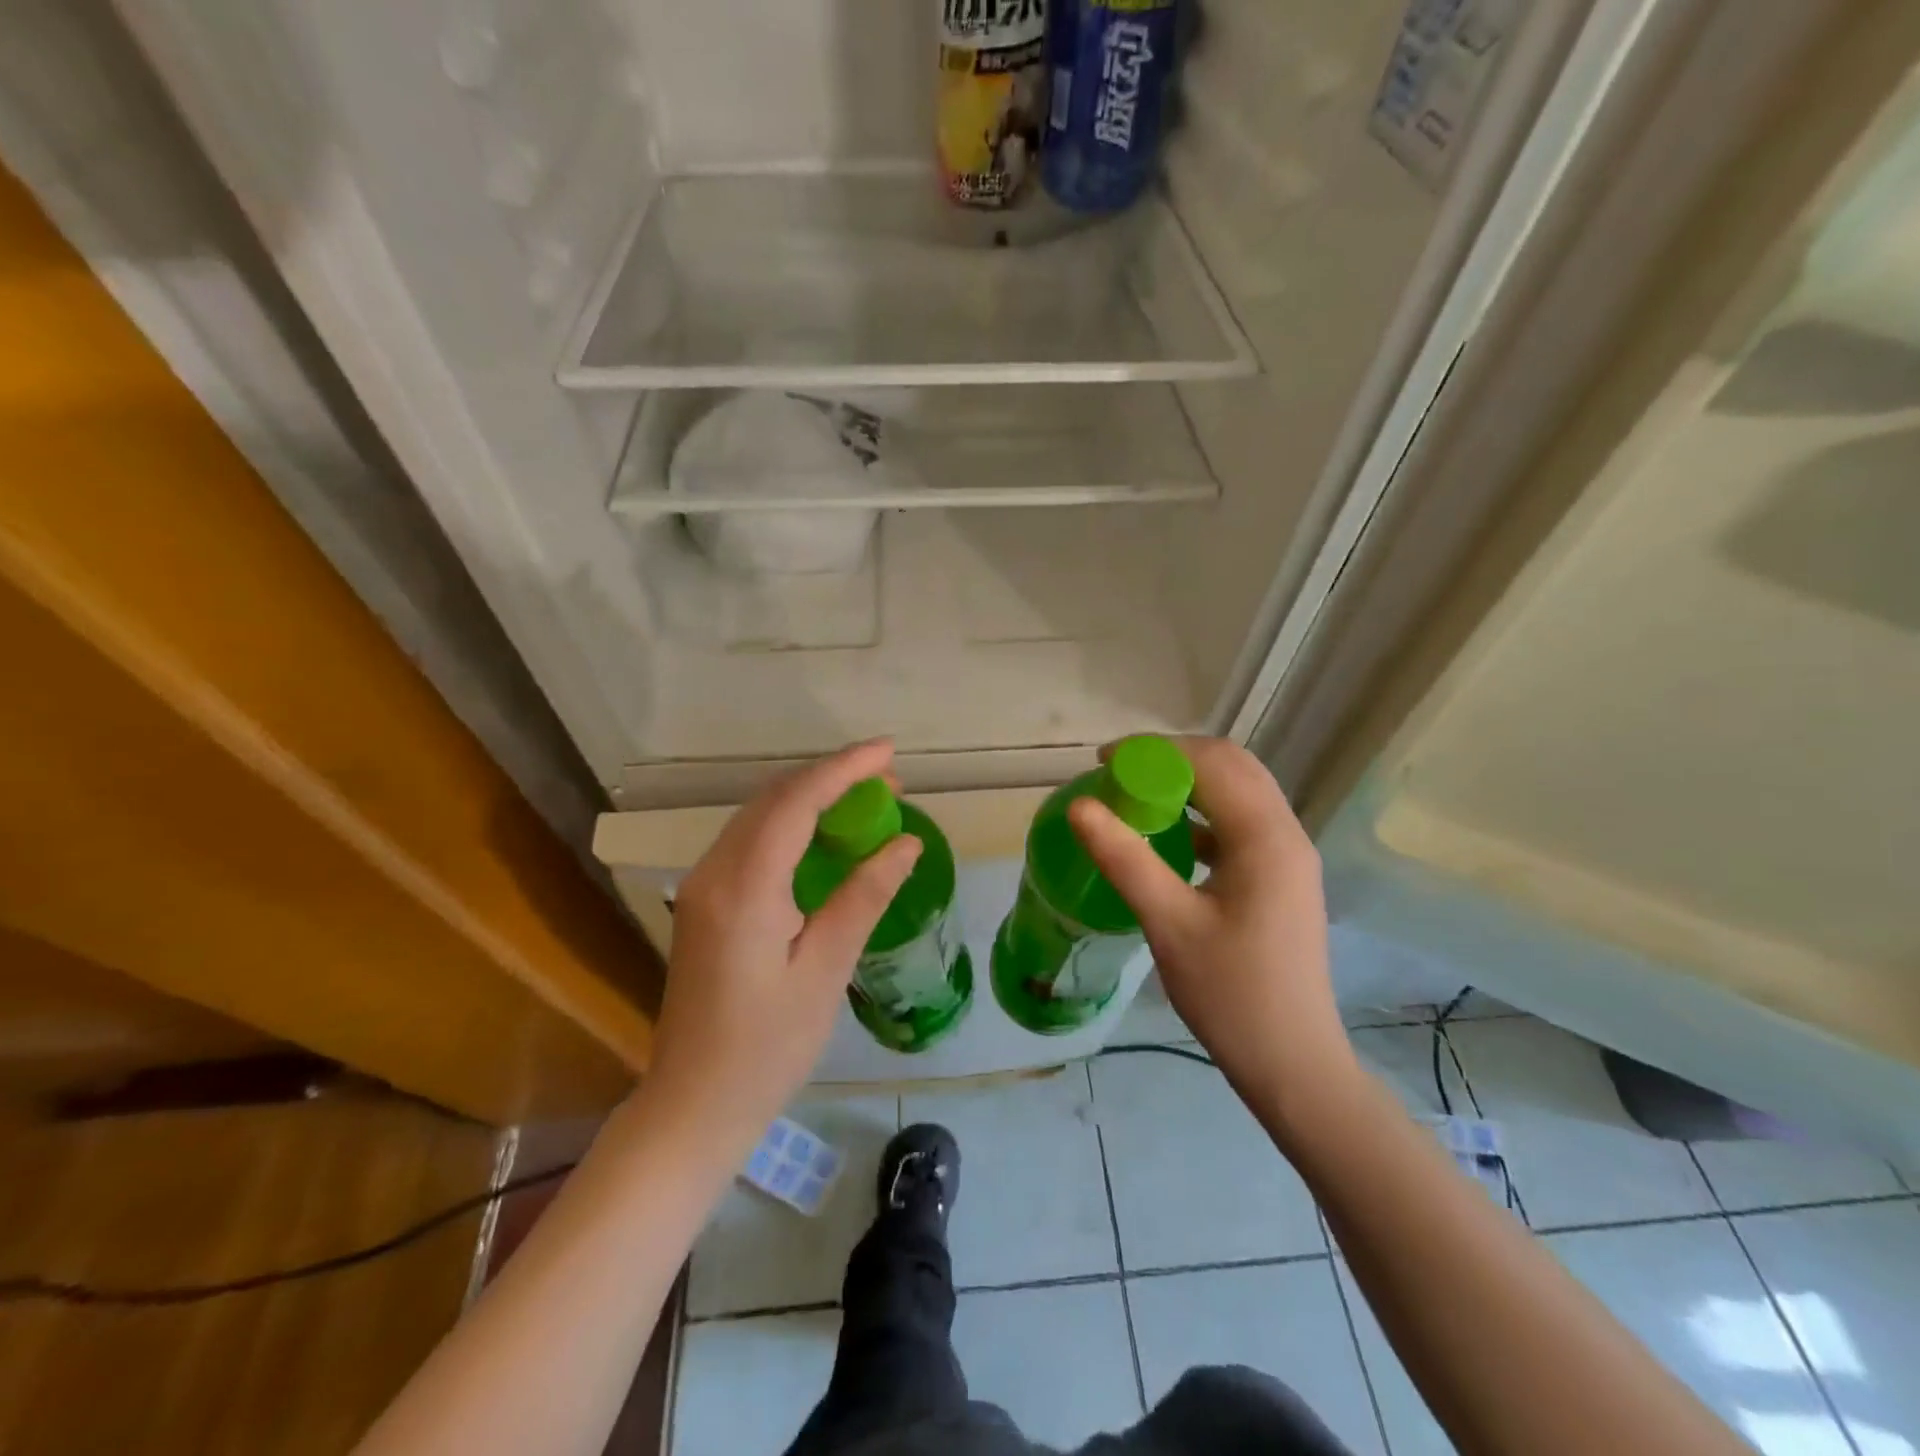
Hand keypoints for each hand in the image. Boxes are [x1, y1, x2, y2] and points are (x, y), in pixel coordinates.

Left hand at [642, 741, 922, 1151]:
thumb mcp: (826, 970)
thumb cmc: (768, 1047)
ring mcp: (702, 886)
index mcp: (744, 887)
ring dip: (810, 798)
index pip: (796, 801)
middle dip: (831, 778)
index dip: (844, 768)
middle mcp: (714, 872)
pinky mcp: (703, 902)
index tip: (888, 752)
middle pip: (773, 798)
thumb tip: (906, 844)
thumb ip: (864, 896)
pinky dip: (791, 824)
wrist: (694, 1104)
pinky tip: (823, 836)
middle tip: (888, 781)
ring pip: (759, 815)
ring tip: (865, 801)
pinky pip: (750, 841)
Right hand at [1068, 737, 1352, 1112]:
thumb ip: (1125, 858)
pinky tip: (1169, 837)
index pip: (1210, 761)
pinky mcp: (1282, 878)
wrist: (1293, 1064)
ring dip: (1189, 783)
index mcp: (1265, 838)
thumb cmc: (1231, 995)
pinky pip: (1240, 824)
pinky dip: (1202, 814)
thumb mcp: (1169, 924)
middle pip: (1231, 766)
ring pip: (1239, 792)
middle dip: (1172, 758)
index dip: (1154, 750)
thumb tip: (1080, 806)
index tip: (1103, 761)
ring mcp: (1289, 856)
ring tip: (1138, 797)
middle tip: (1119, 775)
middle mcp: (1285, 834)